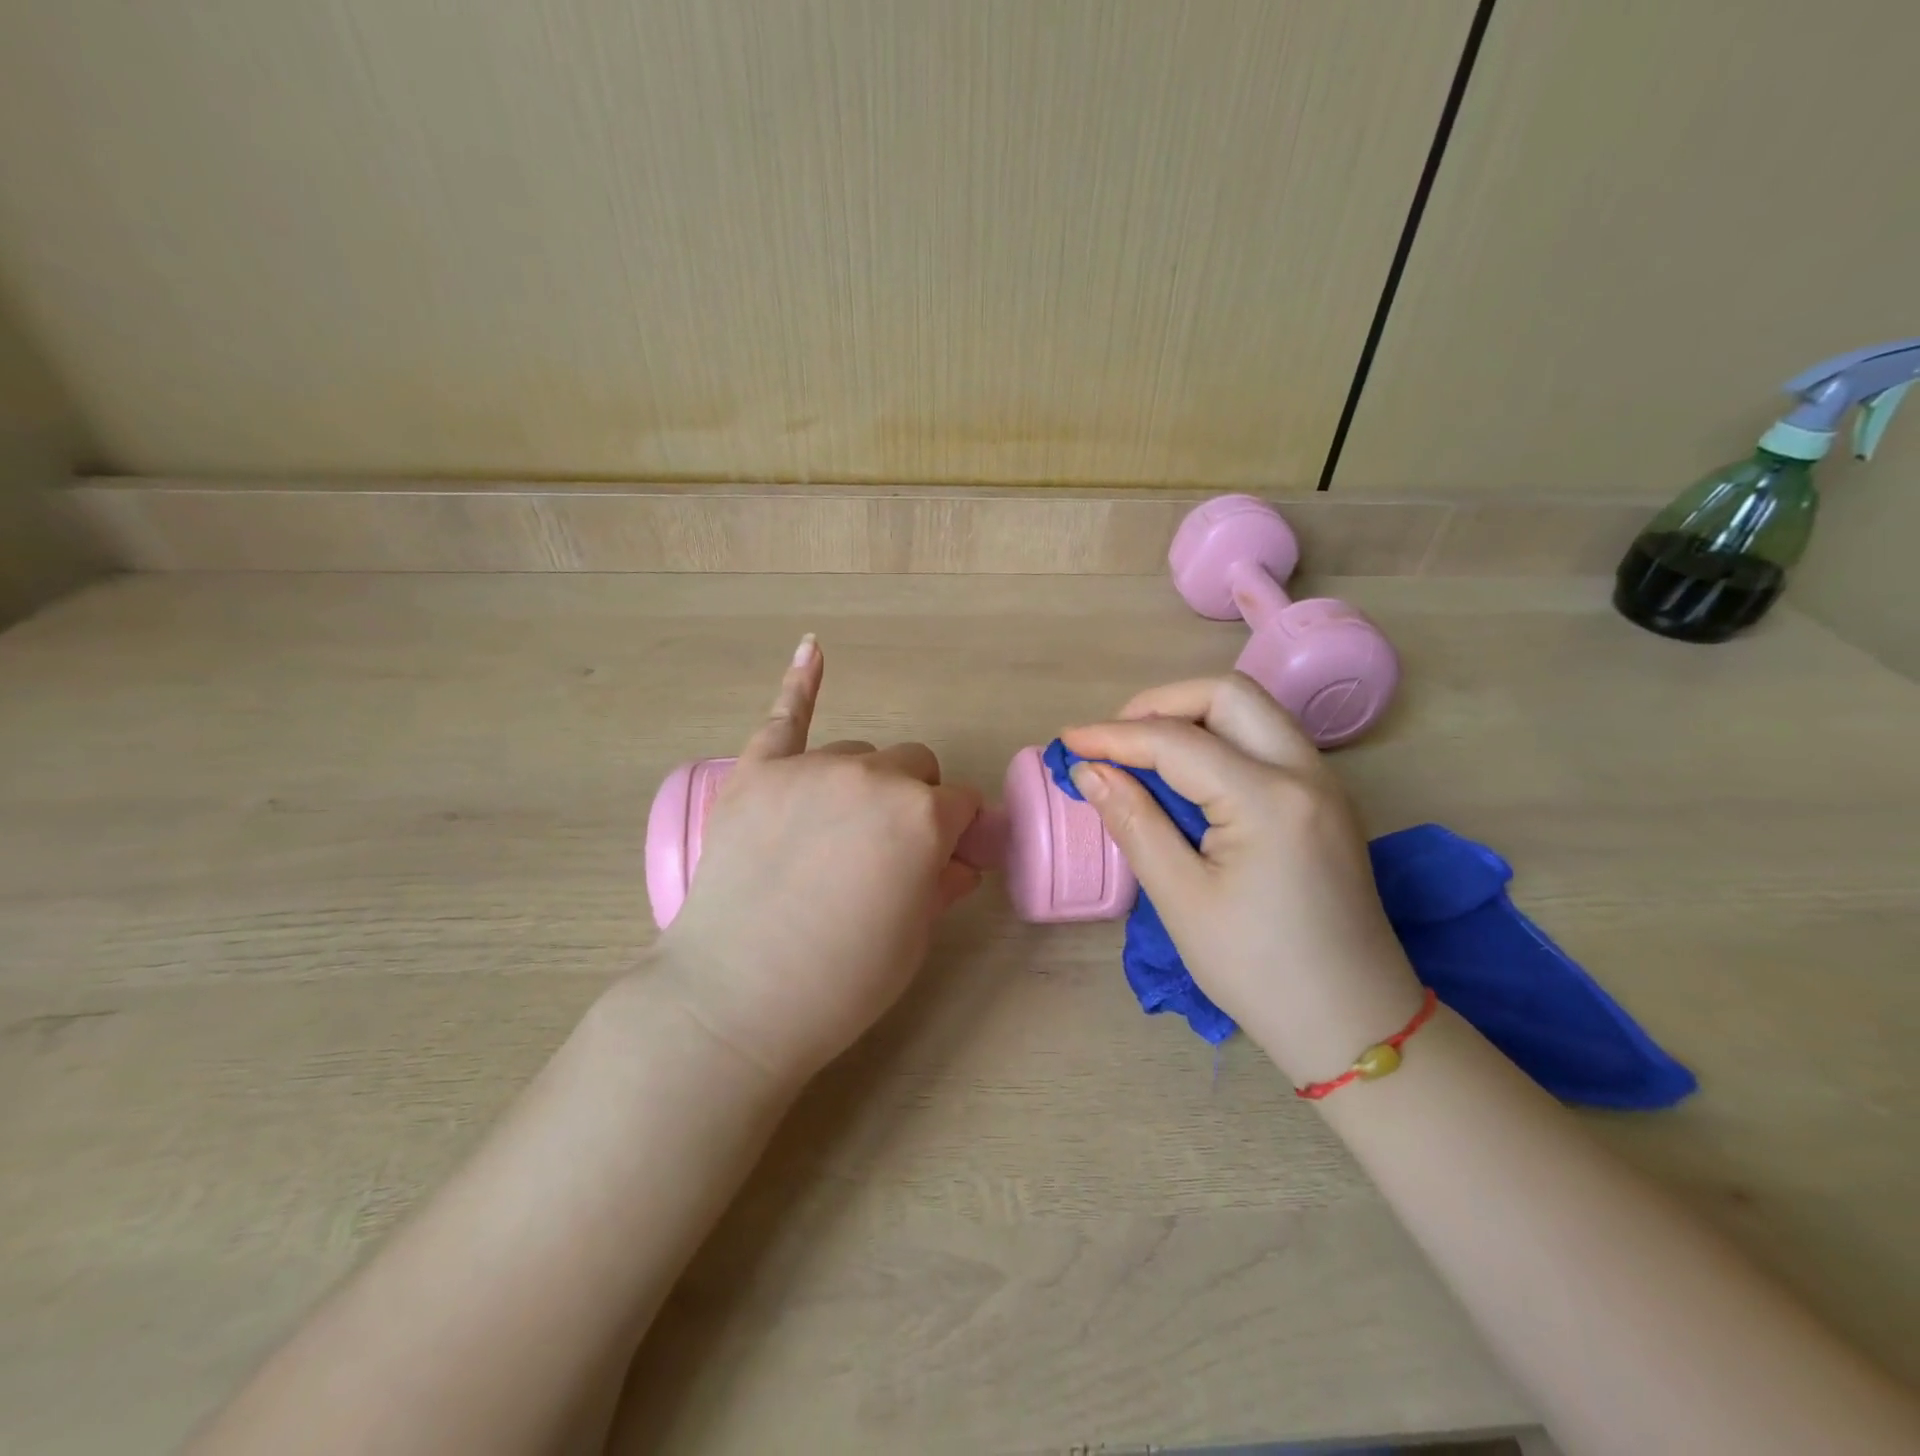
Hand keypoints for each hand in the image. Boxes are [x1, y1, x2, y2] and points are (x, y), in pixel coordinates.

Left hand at [651, 636, 982, 1085]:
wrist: (734, 1000)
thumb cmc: (840, 982)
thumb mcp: (913, 939)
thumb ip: (941, 883)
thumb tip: (956, 859)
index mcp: (922, 817)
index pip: (962, 805)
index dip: (958, 835)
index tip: (945, 861)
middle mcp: (872, 777)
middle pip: (913, 766)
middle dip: (914, 800)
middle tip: (886, 851)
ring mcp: (810, 767)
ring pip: (858, 753)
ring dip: (863, 782)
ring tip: (832, 832)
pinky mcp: (756, 772)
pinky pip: (785, 715)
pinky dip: (801, 683)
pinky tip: (813, 648)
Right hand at [1060, 674, 1422, 1086]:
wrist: (1354, 1023)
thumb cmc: (1259, 971)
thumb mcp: (1182, 900)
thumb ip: (1134, 823)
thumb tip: (1090, 771)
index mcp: (1269, 799)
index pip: (1177, 741)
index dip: (1114, 735)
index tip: (1067, 741)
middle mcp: (1305, 772)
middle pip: (1227, 695)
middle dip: (1160, 704)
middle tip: (1113, 742)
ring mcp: (1323, 783)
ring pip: (1251, 711)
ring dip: (1191, 717)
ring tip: (1141, 754)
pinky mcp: (1324, 800)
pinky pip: (1265, 741)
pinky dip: (1218, 740)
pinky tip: (1185, 777)